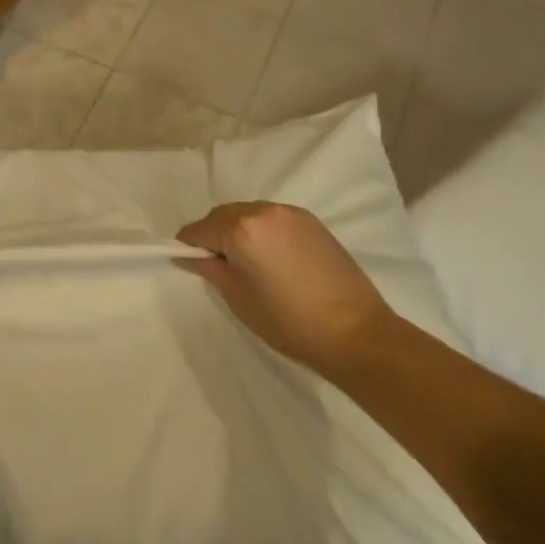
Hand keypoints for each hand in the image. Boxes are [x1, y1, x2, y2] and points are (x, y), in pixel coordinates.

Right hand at [177, 202, 393, 373]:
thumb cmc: (289, 322)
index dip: (189, 245)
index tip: (186, 261)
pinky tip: (270, 258)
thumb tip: (188, 255)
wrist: (357, 332)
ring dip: (238, 230)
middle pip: (223, 215)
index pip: (200, 229)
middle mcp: (263, 211)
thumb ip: (210, 269)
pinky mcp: (311, 221)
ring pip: (248, 213)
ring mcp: (289, 213)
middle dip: (213, 234)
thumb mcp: (239, 299)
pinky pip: (272, 218)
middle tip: (216, 265)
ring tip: (246, 263)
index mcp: (241, 229)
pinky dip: (262, 230)